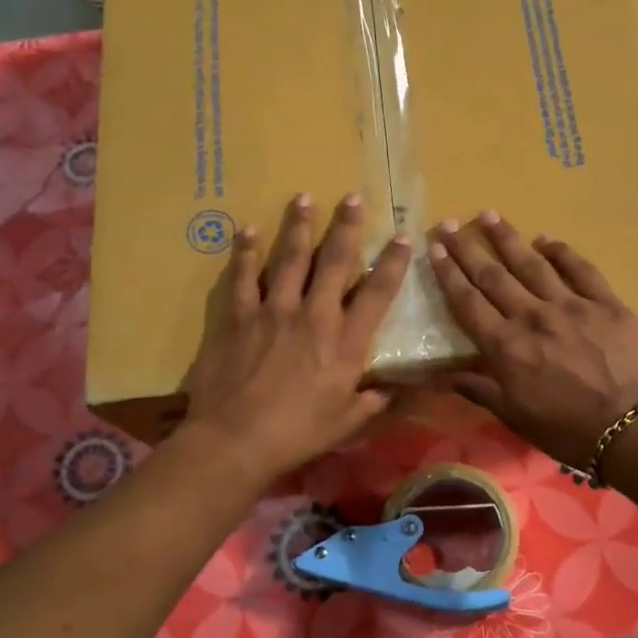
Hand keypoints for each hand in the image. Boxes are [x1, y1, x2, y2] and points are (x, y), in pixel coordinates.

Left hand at [180, 192, 410, 481]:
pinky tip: (248, 230)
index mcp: (345, 342)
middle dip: (346, 226)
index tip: (402, 236)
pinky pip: (242, 276)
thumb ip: (371, 402)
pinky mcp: (237, 316)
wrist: (235, 439)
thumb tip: (391, 393)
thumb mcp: (345, 424)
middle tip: (352, 197)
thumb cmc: (296, 434)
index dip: (392, 262)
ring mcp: (272, 310)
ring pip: (289, 258)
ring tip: (302, 197)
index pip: (377, 292)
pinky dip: (245, 252)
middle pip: (334, 261)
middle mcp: (313, 315)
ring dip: (298, 226)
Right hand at [428, 212, 637, 469]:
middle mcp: (532, 316)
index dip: (448, 274)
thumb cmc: (568, 430)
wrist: (634, 428)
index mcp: (506, 347)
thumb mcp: (514, 416)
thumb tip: (438, 375)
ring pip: (531, 264)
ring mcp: (571, 305)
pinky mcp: (606, 302)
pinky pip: (580, 269)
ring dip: (507, 238)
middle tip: (449, 223)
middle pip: (493, 275)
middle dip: (467, 247)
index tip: (434, 250)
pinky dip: (561, 252)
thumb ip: (478, 389)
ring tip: (489, 215)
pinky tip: (546, 239)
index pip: (468, 302)